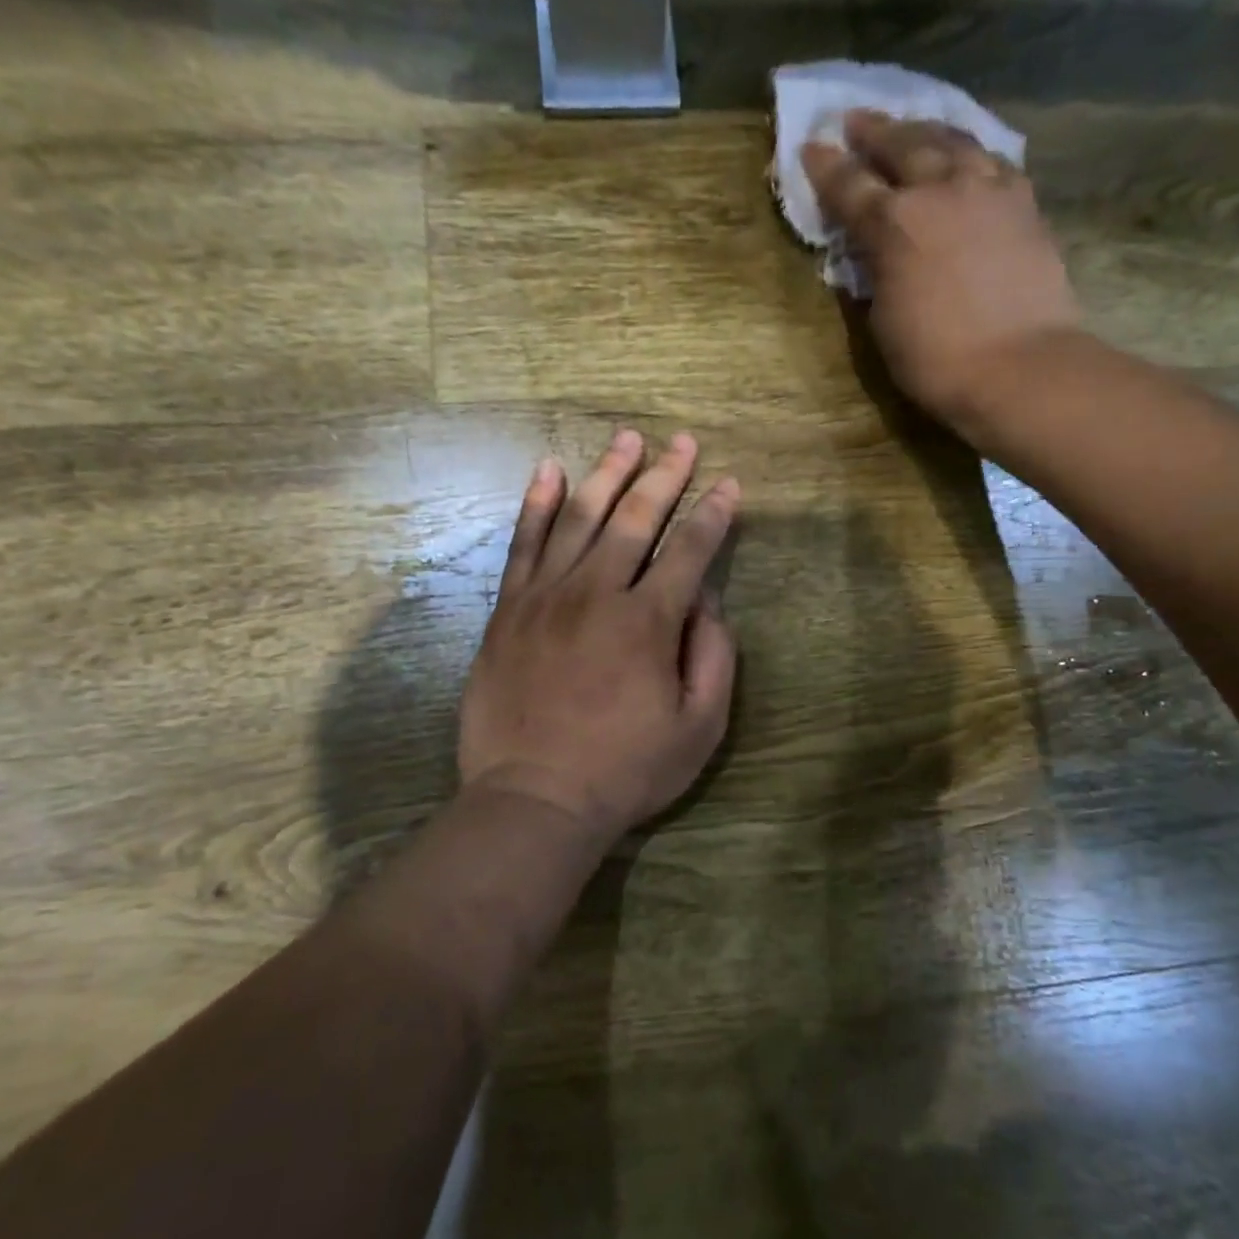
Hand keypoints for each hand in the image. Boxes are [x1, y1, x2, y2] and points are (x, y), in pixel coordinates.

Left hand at [458, 429, 739, 844]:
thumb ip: (714, 655)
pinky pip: (523, 543)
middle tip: (681, 442)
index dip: (714, 514)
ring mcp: (546, 597)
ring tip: (627, 439)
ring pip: (580, 517)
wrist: (534, 799)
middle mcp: (597, 593)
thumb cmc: (626, 770)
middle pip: (636, 518)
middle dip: (665, 476)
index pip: (690, 550)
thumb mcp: (699, 726)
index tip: (729, 484)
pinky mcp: (509, 610)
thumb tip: (706, 600)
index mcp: (649, 621)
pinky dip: (537, 503)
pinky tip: (549, 470)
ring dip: (608, 474)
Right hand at [803, 111, 1081, 428]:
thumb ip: (875, 277)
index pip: (849, 186)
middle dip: (874, 132)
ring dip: (925, 130)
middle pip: (902, 145)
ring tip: (912, 125)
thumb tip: (872, 258)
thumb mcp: (884, 324)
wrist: (1021, 368)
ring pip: (952, 141)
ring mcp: (988, 190)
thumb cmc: (938, 360)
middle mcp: (939, 190)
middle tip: (856, 120)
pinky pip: (991, 159)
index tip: (811, 147)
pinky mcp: (1024, 203)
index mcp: (893, 224)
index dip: (826, 167)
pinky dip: (970, 151)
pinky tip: (967, 154)